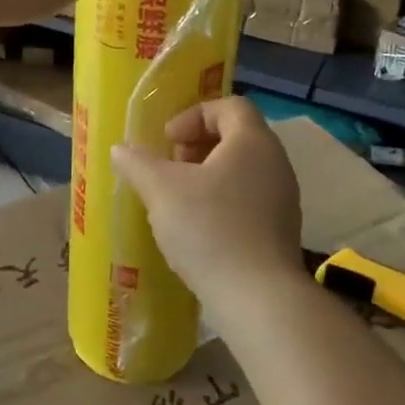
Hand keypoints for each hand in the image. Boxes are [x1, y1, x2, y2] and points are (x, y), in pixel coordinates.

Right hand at [110, 97, 303, 321]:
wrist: (258, 299)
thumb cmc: (209, 229)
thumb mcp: (161, 190)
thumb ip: (138, 163)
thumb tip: (121, 149)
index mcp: (252, 142)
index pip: (229, 106)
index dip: (194, 115)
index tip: (168, 140)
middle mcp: (275, 163)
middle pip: (235, 136)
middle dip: (196, 146)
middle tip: (169, 169)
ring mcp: (283, 199)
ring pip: (241, 170)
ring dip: (207, 176)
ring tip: (177, 201)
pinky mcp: (280, 230)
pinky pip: (249, 199)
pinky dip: (222, 201)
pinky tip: (198, 229)